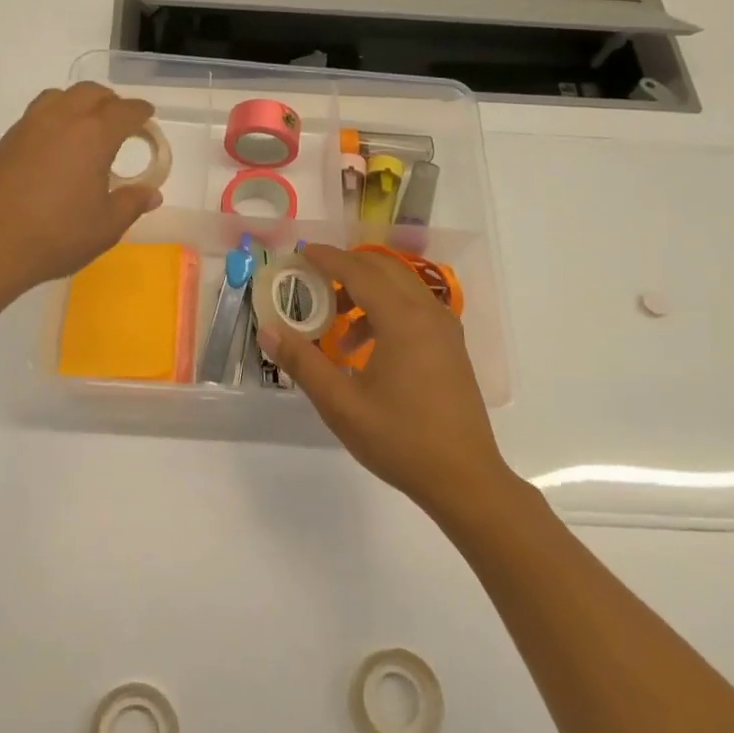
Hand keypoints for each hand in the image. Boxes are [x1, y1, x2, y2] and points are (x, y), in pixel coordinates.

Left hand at [0, 83, 162, 297]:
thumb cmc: (56, 236)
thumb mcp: (105, 227)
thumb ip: (131, 204)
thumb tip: (151, 193)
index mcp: (93, 135)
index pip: (125, 111)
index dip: (141, 113)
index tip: (147, 119)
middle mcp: (60, 119)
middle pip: (91, 93)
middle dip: (111, 102)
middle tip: (120, 123)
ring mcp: (27, 127)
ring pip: (59, 97)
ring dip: (78, 104)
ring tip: (86, 130)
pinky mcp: (4, 142)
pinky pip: (36, 116)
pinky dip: (54, 121)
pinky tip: (54, 150)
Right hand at [258, 244, 511, 511]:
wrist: (464, 479)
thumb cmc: (399, 440)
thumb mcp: (341, 405)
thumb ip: (303, 363)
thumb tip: (268, 331)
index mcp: (403, 320)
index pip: (359, 271)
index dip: (327, 259)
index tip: (300, 253)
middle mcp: (429, 313)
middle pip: (383, 270)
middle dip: (346, 268)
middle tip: (311, 279)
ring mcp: (445, 330)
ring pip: (401, 288)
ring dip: (365, 290)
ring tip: (333, 321)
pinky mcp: (451, 347)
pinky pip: (414, 308)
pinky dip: (384, 310)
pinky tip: (364, 347)